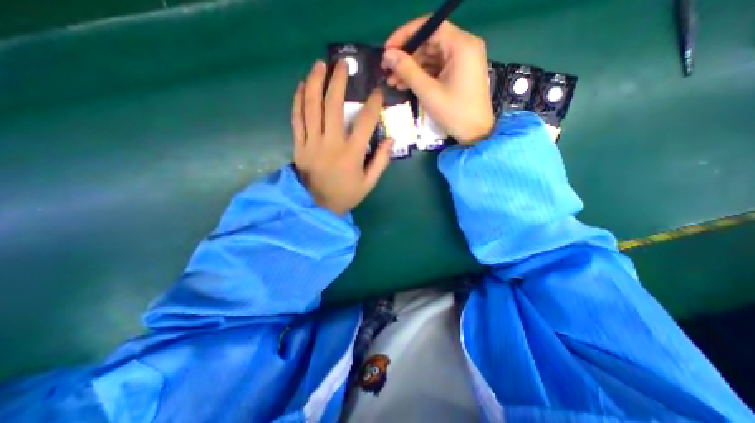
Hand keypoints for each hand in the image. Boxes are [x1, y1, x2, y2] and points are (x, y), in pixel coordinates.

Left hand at [289, 59, 392, 213]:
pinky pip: (296, 119)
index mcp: (351, 154)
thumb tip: (390, 139)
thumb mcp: (369, 183)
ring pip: (311, 107)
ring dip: (315, 83)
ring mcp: (311, 143)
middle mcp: (331, 144)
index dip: (373, 103)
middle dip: (338, 81)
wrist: (318, 206)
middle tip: (343, 64)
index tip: (377, 92)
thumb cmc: (346, 195)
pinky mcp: (299, 146)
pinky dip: (298, 101)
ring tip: (320, 65)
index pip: (365, 122)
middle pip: (332, 105)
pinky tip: (301, 86)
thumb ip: (381, 161)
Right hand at [385, 16, 496, 143]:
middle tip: (387, 70)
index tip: (387, 50)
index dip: (405, 36)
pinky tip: (405, 85)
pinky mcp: (459, 73)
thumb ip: (407, 70)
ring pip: (431, 57)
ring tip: (392, 82)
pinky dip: (421, 76)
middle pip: (429, 42)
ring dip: (411, 68)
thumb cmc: (454, 113)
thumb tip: (388, 54)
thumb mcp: (428, 92)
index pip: (429, 27)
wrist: (475, 133)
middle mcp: (464, 47)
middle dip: (407, 57)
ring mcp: (462, 60)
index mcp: (461, 45)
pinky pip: (436, 68)